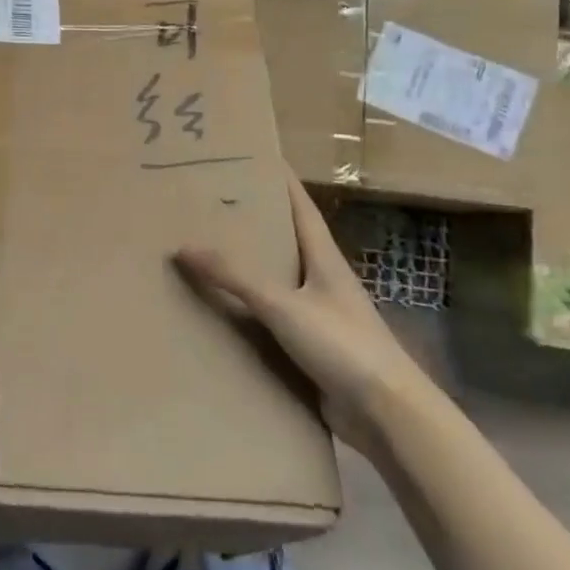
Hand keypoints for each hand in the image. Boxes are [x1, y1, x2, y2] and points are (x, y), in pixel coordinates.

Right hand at [173, 165, 426, 453]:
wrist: (386, 414)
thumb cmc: (342, 344)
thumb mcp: (283, 304)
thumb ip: (234, 277)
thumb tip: (183, 246)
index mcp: (323, 258)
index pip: (299, 205)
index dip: (278, 179)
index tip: (252, 155)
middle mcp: (320, 279)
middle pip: (284, 239)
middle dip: (251, 221)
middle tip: (210, 202)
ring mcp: (316, 314)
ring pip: (274, 280)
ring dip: (245, 268)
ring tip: (204, 250)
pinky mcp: (308, 347)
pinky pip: (269, 319)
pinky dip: (245, 311)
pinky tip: (216, 311)